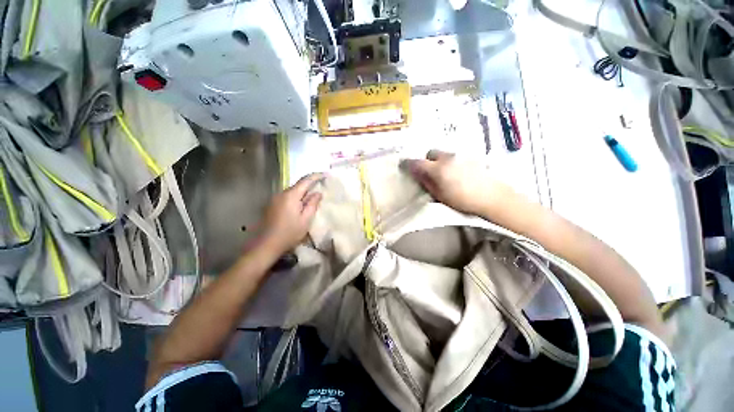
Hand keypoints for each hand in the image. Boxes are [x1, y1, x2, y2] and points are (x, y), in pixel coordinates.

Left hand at [259, 173, 323, 255]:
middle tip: (321, 187)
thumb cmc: (289, 233)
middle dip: (310, 185)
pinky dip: (295, 198)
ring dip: (303, 193)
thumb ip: (312, 204)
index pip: (305, 180)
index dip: (316, 176)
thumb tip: (318, 193)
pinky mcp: (271, 205)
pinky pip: (287, 197)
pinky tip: (300, 206)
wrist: (266, 245)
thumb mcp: (306, 220)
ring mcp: (275, 199)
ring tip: (312, 198)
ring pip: (292, 191)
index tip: (326, 174)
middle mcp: (281, 194)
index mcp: (291, 196)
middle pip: (298, 185)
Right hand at [403, 150, 510, 215]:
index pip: (418, 163)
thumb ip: (426, 183)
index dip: (409, 164)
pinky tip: (457, 172)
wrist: (492, 196)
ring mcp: (460, 155)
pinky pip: (454, 156)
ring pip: (443, 153)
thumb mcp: (440, 195)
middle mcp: (447, 158)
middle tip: (429, 171)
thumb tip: (417, 174)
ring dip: (439, 160)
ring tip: (444, 172)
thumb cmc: (462, 200)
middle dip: (427, 160)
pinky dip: (450, 161)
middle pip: (431, 152)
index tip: (404, 165)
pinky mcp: (470, 156)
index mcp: (438, 169)